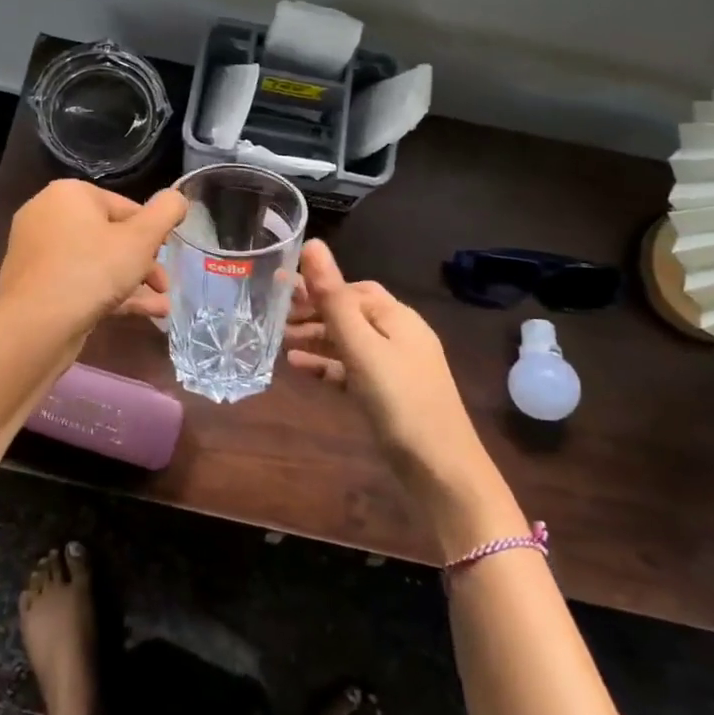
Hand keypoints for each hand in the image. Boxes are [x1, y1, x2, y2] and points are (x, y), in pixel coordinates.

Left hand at [0, 179, 186, 335]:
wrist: (35, 326)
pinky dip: (110, 294)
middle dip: (143, 262)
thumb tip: (177, 197)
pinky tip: (144, 314)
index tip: (168, 254)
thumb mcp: (141, 239)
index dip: (152, 231)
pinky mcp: (36, 285)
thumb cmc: (91, 271)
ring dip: (133, 282)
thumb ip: (165, 213)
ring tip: (162, 306)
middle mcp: (48, 216)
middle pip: (110, 235)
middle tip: (164, 284)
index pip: (124, 206)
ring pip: (97, 262)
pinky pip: (80, 282)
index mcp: (69, 194)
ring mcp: (38, 253)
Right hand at [285, 240, 488, 489]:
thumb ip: (333, 298)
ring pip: (349, 342)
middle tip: (273, 317)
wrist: (441, 470)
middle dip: (313, 313)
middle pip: (350, 313)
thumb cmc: (399, 400)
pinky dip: (326, 365)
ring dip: (316, 339)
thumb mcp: (361, 347)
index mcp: (397, 317)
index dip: (316, 287)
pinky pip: (352, 369)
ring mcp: (396, 367)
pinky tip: (298, 369)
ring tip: (278, 342)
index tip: (277, 290)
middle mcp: (399, 335)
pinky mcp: (389, 395)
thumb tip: (313, 244)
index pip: (352, 289)